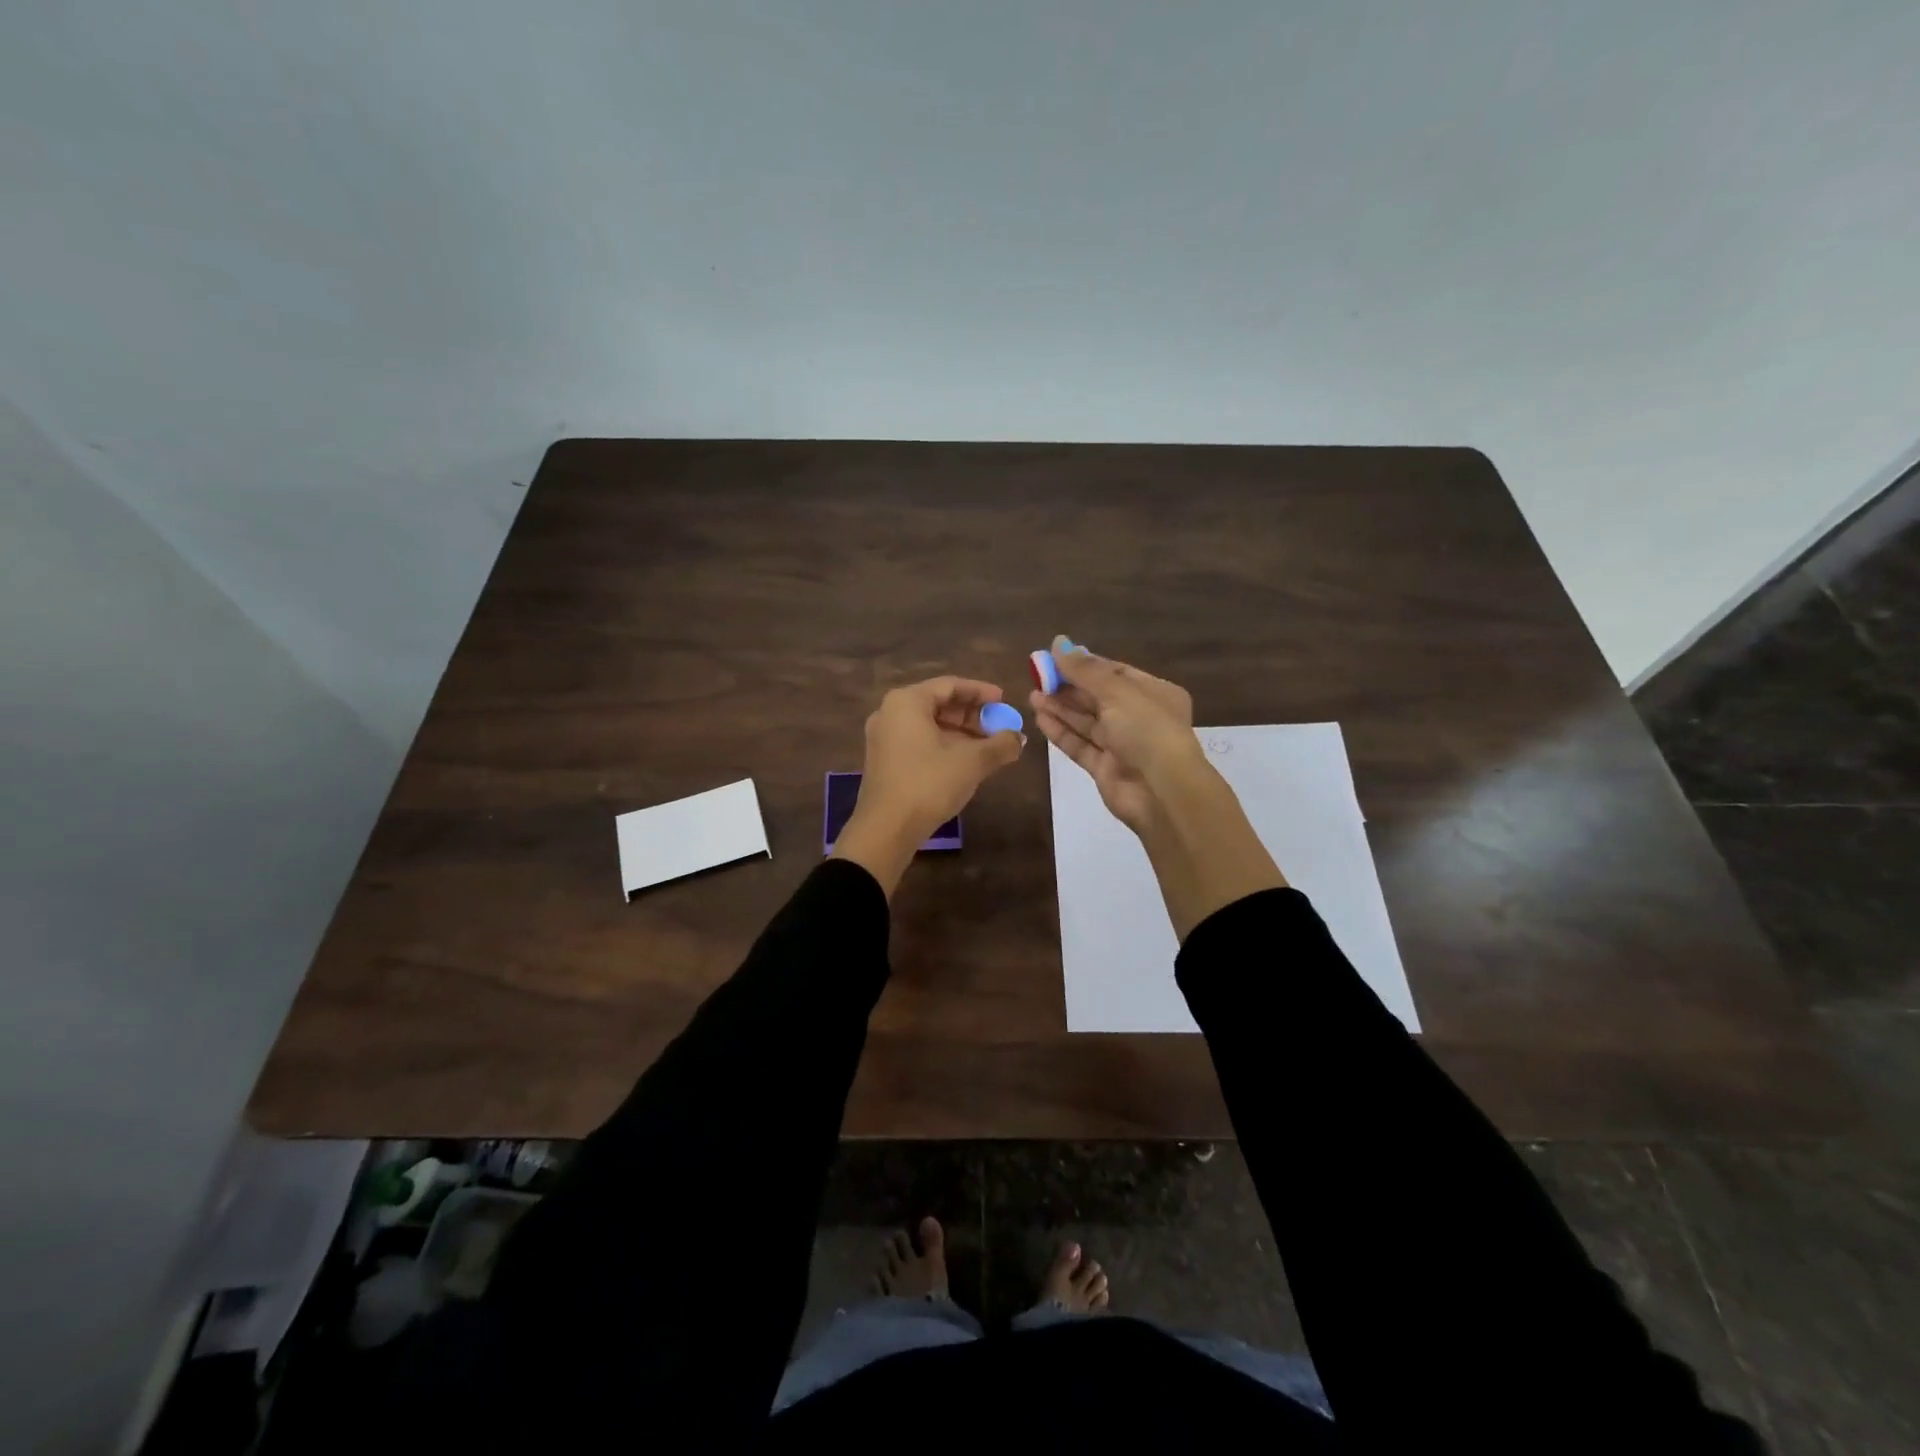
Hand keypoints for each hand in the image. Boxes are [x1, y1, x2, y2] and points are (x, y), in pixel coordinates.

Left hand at [832, 676, 1023, 894]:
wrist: (886, 829)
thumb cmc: (929, 784)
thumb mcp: (972, 762)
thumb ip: (1000, 745)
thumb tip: (1019, 739)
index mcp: (907, 702)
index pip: (950, 685)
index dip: (981, 692)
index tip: (1004, 700)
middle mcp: (890, 713)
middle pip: (938, 704)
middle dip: (972, 715)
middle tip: (999, 727)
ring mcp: (883, 738)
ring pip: (929, 725)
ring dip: (961, 733)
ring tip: (989, 747)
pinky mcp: (884, 761)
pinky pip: (919, 742)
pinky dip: (944, 746)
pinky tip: (966, 762)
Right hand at [1029, 637, 1202, 834]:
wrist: (1162, 791)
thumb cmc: (1146, 729)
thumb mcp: (1117, 691)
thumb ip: (1084, 670)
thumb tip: (1058, 643)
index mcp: (1154, 693)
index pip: (1115, 673)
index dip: (1084, 665)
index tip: (1053, 658)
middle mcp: (1140, 717)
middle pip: (1098, 697)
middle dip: (1068, 687)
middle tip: (1037, 676)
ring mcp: (1122, 745)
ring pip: (1086, 722)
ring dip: (1060, 708)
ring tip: (1032, 695)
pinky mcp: (1105, 769)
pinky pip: (1080, 745)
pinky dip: (1061, 732)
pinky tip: (1040, 718)